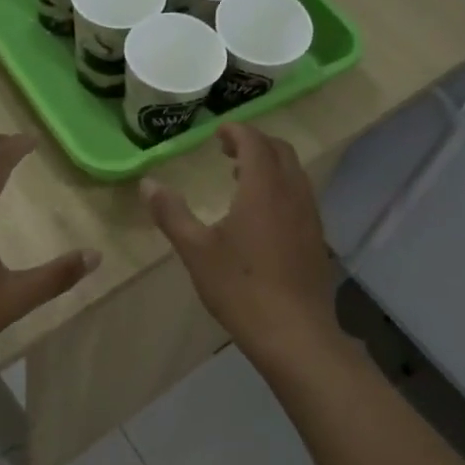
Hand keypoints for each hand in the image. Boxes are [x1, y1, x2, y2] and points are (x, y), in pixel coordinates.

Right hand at [143, 124, 340, 358]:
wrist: (294, 332)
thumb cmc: (240, 287)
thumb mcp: (195, 250)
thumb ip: (171, 213)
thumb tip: (148, 184)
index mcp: (263, 188)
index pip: (255, 142)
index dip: (236, 131)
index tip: (218, 132)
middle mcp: (292, 194)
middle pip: (280, 150)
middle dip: (255, 143)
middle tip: (228, 150)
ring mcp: (310, 216)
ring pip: (295, 173)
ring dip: (270, 165)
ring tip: (242, 178)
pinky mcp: (316, 238)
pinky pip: (301, 196)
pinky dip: (281, 187)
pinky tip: (263, 216)